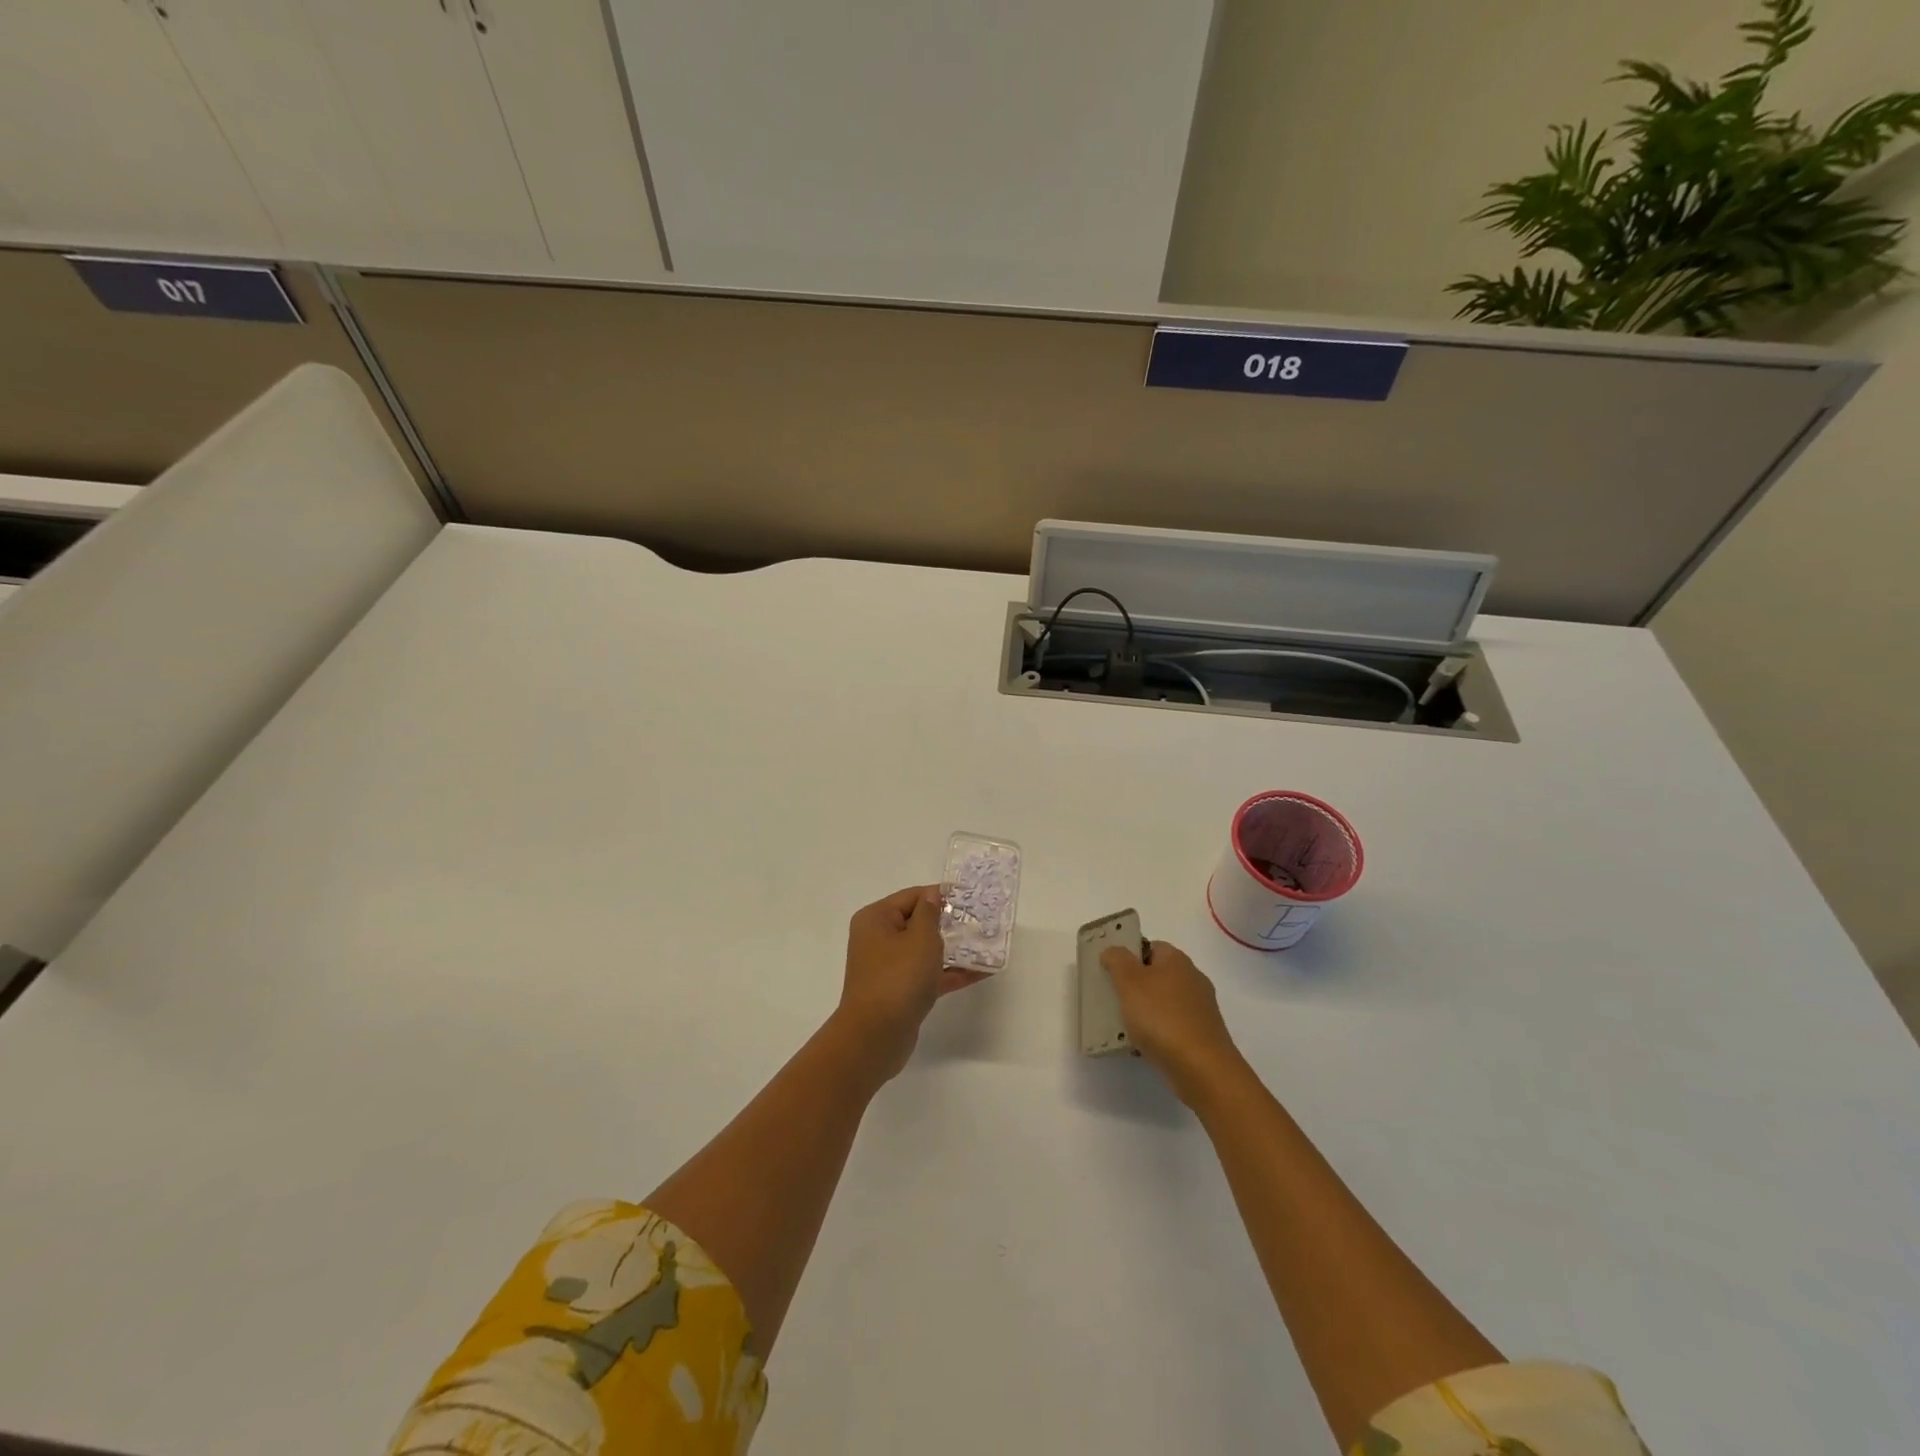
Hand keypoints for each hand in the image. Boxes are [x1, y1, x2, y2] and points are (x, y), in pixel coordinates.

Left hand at [832, 886, 989, 1082]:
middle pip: (918, 923)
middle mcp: (878, 939)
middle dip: (948, 923)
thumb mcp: (920, 938)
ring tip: (986, 945)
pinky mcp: (900, 992)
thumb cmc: (898, 977)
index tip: (969, 898)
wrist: (875, 1037)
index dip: (940, 895)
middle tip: (981, 922)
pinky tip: (980, 972)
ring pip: (924, 951)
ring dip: (953, 949)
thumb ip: (930, 913)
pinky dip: (950, 973)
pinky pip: (928, 974)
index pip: (912, 896)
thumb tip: (932, 896)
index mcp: (876, 919)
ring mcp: (888, 968)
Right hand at [1100, 941, 1244, 1106]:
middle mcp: (1192, 979)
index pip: (1150, 946)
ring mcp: (1200, 1009)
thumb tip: (1113, 951)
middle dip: (1134, 986)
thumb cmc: (1162, 1018)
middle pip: (1157, 975)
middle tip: (1112, 999)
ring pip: (1163, 1002)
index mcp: (1177, 960)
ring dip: (1144, 1012)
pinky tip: (1142, 1046)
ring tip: (1122, 1026)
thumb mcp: (1130, 982)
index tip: (1110, 972)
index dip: (1129, 955)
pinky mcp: (1202, 1035)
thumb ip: (1118, 961)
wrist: (1202, 1069)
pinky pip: (1172, 1026)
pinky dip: (1157, 1033)